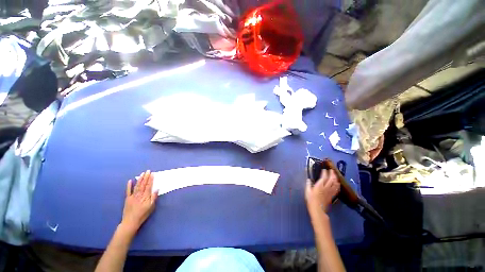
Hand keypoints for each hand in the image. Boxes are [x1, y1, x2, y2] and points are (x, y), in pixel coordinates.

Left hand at [121, 170, 157, 233]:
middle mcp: (139, 194)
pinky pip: (128, 191)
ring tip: (142, 174)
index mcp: (145, 196)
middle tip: (148, 171)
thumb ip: (154, 197)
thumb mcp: (151, 207)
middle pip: (143, 184)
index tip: (152, 174)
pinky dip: (129, 185)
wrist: (130, 222)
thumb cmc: (143, 214)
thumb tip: (157, 189)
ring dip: (140, 179)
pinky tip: (130, 180)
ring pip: (137, 186)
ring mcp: (133, 196)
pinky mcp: (127, 199)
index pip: (149, 186)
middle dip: (146, 177)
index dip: (151, 179)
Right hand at [305, 169, 339, 214]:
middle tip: (331, 170)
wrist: (318, 210)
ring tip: (335, 175)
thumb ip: (308, 184)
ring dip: (336, 178)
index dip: (325, 172)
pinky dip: (337, 185)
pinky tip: (337, 183)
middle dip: (332, 174)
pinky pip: (336, 189)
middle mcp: (326, 188)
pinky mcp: (332, 196)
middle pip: (331, 179)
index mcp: (319, 186)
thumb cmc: (311, 200)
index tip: (324, 169)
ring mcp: (330, 192)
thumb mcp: (307, 191)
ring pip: (335, 184)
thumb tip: (309, 179)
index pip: (324, 177)